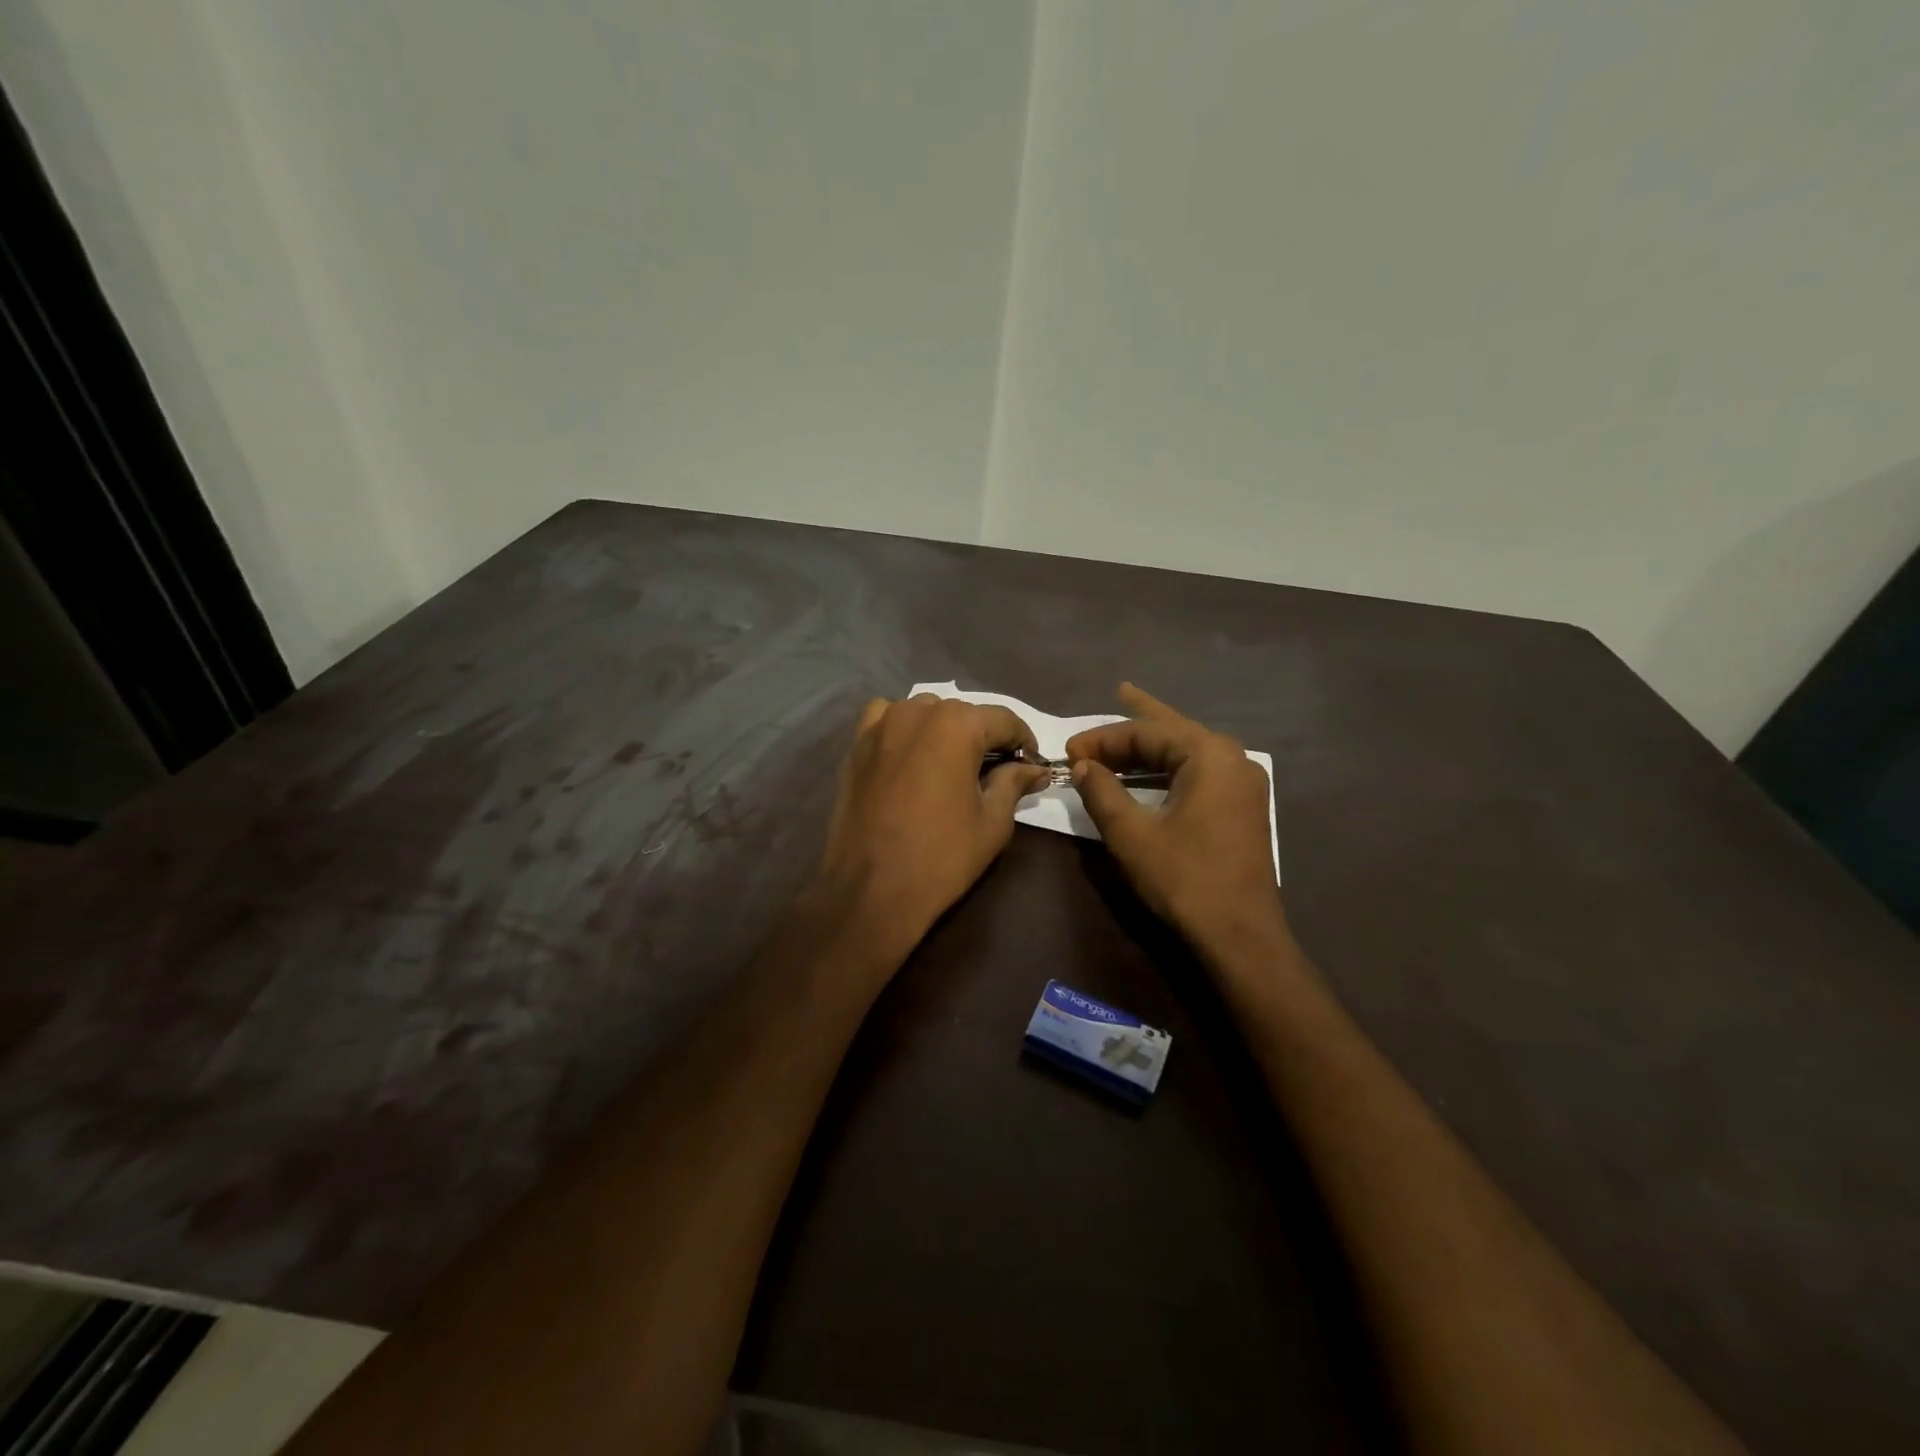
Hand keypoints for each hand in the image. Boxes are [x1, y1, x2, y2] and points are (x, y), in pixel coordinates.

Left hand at [814, 694, 1049, 956]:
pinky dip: (905, 731)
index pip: (1005, 720)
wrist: (870, 889)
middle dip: (985, 739)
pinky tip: (911, 757)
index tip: (1032, 768)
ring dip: (945, 732)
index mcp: (957, 725)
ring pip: (926, 713)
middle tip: (995, 773)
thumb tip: (1034, 769)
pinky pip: (888, 720)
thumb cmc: (941, 857)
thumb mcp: (992, 822)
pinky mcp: (856, 744)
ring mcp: (881, 724)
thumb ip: (1014, 783)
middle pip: (964, 715)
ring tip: (952, 767)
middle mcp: (918, 711)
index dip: (1024, 743)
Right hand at [1066, 684, 1283, 943]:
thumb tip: (1082, 765)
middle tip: (1103, 710)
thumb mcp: (1131, 834)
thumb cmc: (1184, 879)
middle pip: (1171, 732)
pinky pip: (1198, 772)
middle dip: (1132, 728)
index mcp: (1210, 755)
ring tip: (1123, 730)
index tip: (1069, 753)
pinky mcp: (1241, 807)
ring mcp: (1242, 784)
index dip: (1102, 740)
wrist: (1240, 937)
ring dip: (1150, 746)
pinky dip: (1168, 767)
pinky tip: (1151, 768)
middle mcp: (1232, 759)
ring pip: (1186, 751)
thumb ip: (1102, 792)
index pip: (1147, 732)